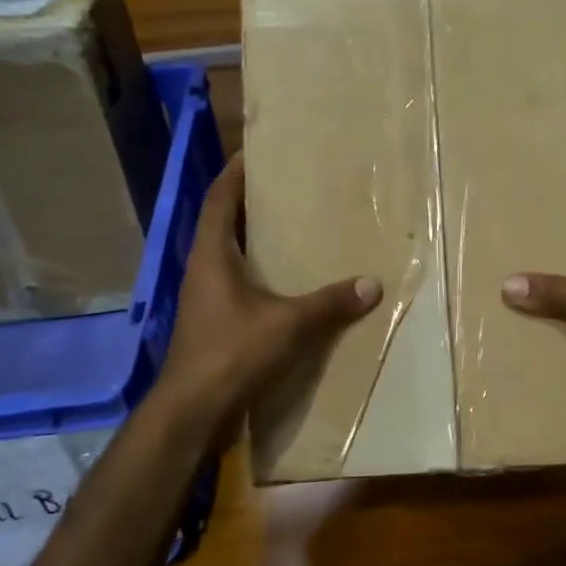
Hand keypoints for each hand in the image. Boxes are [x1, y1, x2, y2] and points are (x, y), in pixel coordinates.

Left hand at [156, 153, 381, 436]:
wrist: (193, 412)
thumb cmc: (232, 354)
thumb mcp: (288, 325)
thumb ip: (330, 303)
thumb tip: (372, 283)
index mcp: (211, 255)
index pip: (219, 198)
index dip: (236, 173)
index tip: (259, 152)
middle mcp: (203, 270)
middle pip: (224, 223)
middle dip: (252, 203)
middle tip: (290, 188)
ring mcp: (205, 299)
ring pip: (231, 256)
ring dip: (256, 240)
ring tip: (295, 229)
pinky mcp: (213, 324)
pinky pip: (238, 285)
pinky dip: (261, 275)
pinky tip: (289, 284)